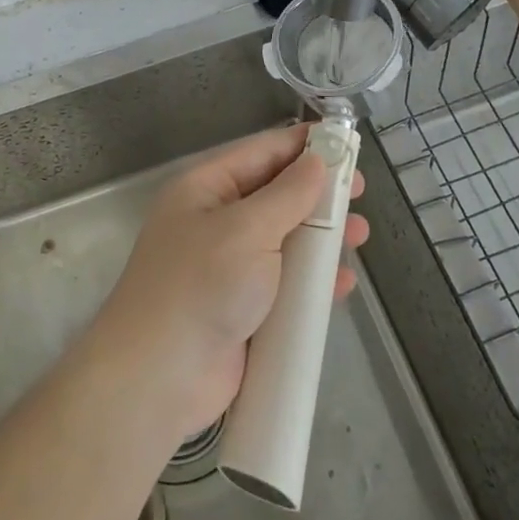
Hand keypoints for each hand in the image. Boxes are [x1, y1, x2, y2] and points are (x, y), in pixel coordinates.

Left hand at [90, 124, 368, 441]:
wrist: (158, 378)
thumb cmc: (201, 286)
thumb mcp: (246, 230)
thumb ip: (287, 195)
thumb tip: (316, 160)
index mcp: (206, 189)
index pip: (260, 153)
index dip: (302, 145)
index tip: (345, 141)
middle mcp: (216, 221)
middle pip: (276, 196)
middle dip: (318, 194)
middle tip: (359, 193)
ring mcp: (229, 267)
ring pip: (285, 241)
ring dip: (322, 238)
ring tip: (360, 236)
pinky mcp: (243, 309)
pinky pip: (285, 284)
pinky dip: (314, 282)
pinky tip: (344, 285)